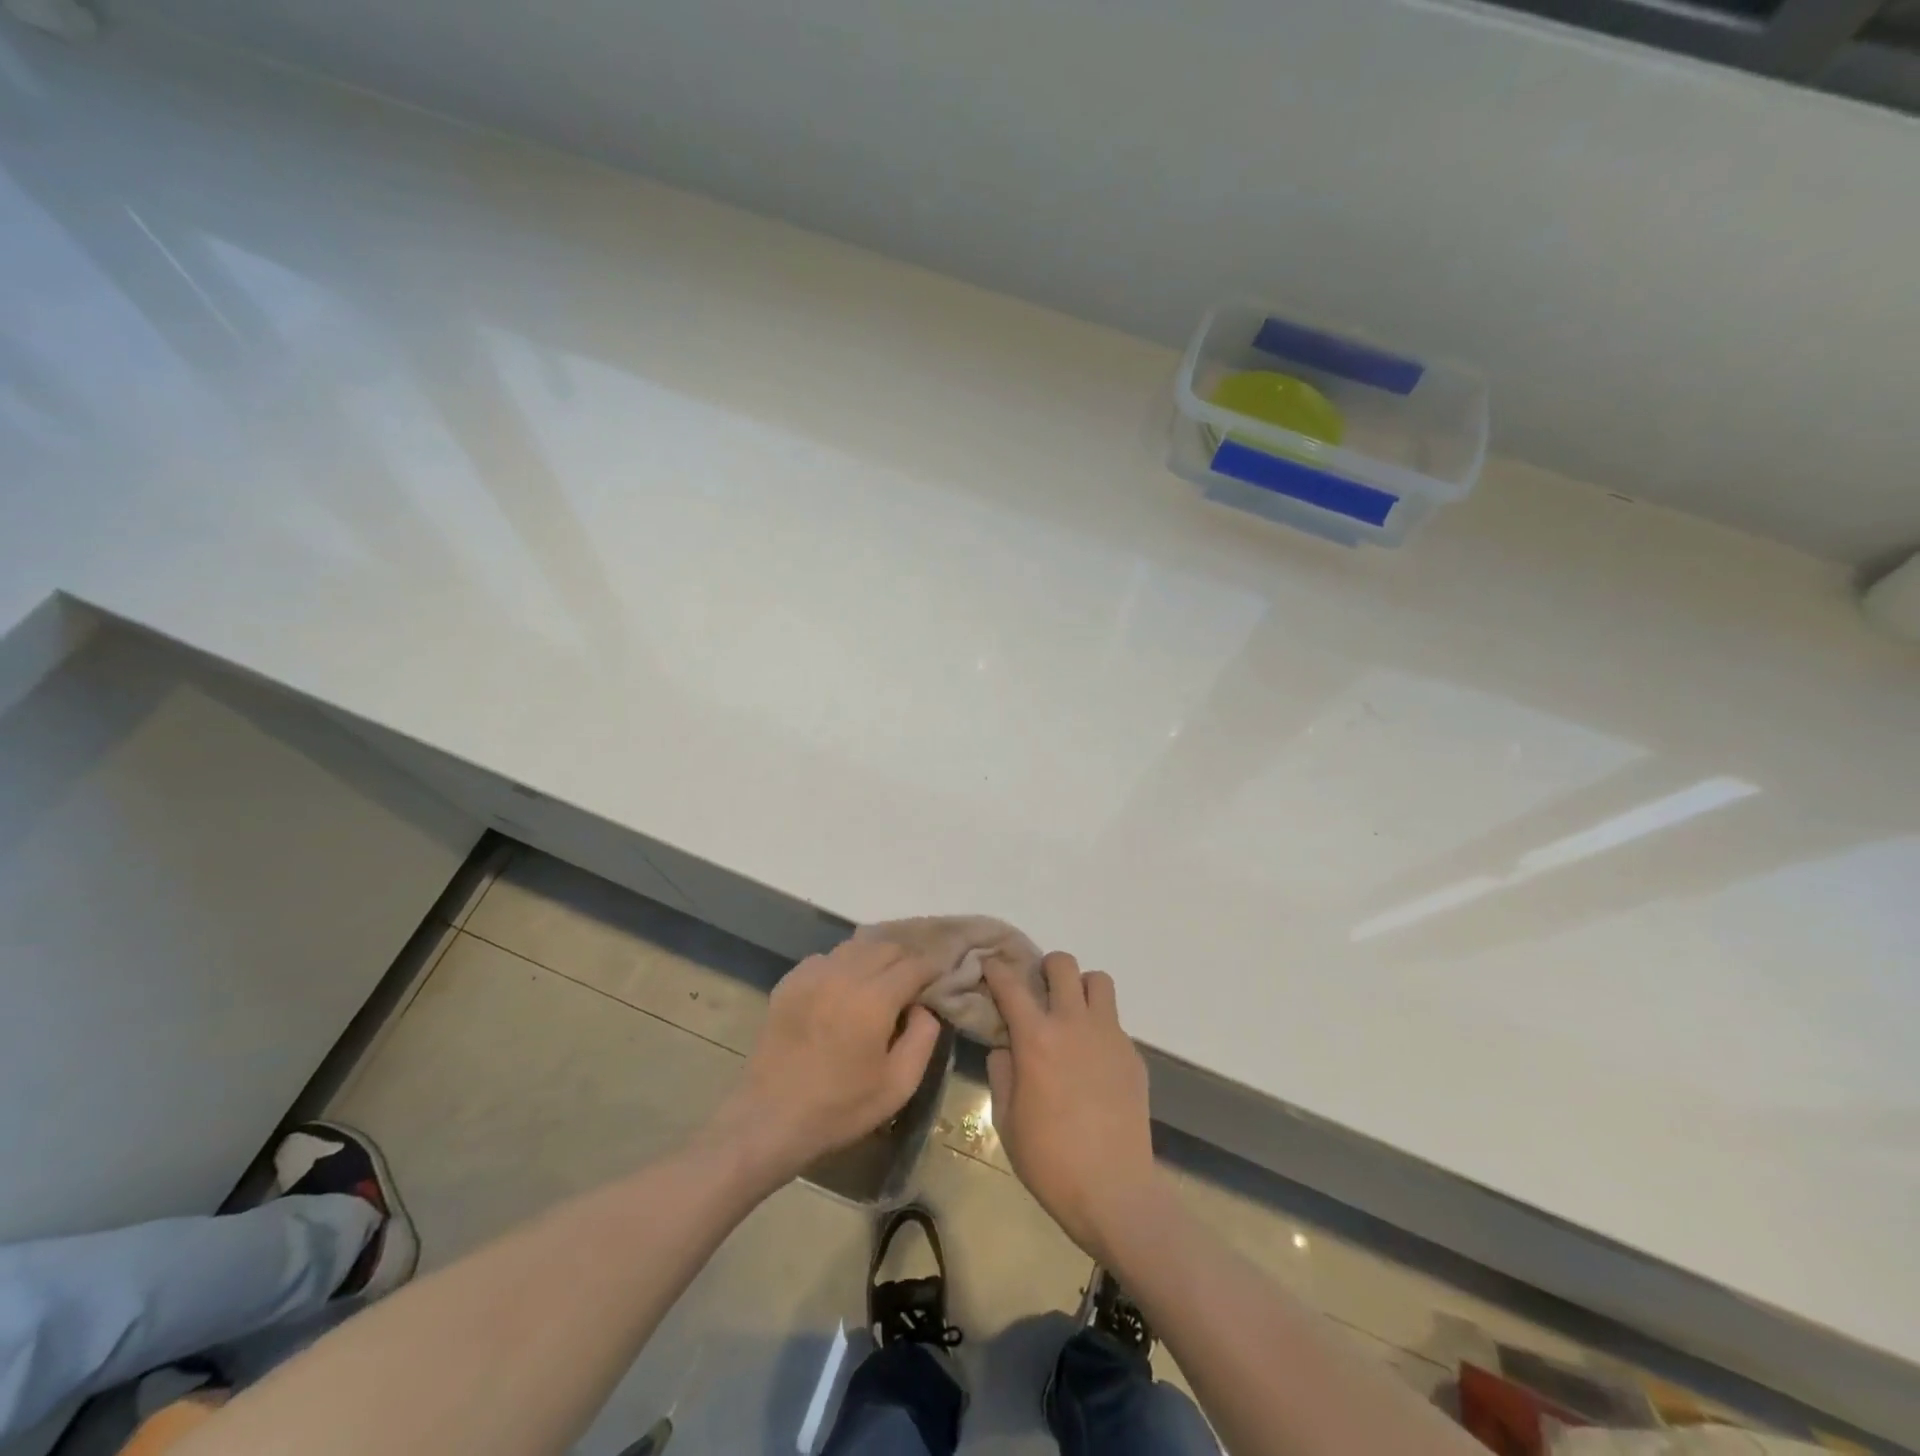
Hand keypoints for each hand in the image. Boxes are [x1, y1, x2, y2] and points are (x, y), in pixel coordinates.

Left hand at [704, 940, 942, 1185]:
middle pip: (886, 946)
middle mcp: (844, 974)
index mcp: (874, 998)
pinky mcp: (790, 982)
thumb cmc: (839, 1108)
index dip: (932, 969)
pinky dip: (844, 965)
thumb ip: (923, 1037)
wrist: (769, 1119)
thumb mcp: (899, 1085)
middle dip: (906, 960)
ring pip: (856, 946)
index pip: (914, 964)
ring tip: (881, 983)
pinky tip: (843, 990)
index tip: (940, 980)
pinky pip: (826, 958)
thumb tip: (924, 1006)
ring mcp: (812, 974)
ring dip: (875, 958)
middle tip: (913, 984)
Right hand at [984, 952, 1160, 1263]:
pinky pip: (1114, 1021)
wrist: (1114, 1191)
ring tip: (1071, 1014)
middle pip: (1062, 964)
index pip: (1011, 984)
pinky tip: (1092, 1060)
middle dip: (1045, 968)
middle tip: (1038, 991)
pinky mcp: (1133, 1054)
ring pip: (1098, 981)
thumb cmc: (1050, 1160)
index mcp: (1036, 1038)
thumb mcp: (1006, 1120)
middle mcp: (1074, 1024)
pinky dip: (1099, 1026)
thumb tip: (1006, 1047)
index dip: (996, 968)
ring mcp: (1109, 1036)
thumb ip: (1003, 1073)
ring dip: (1080, 987)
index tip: (990, 965)